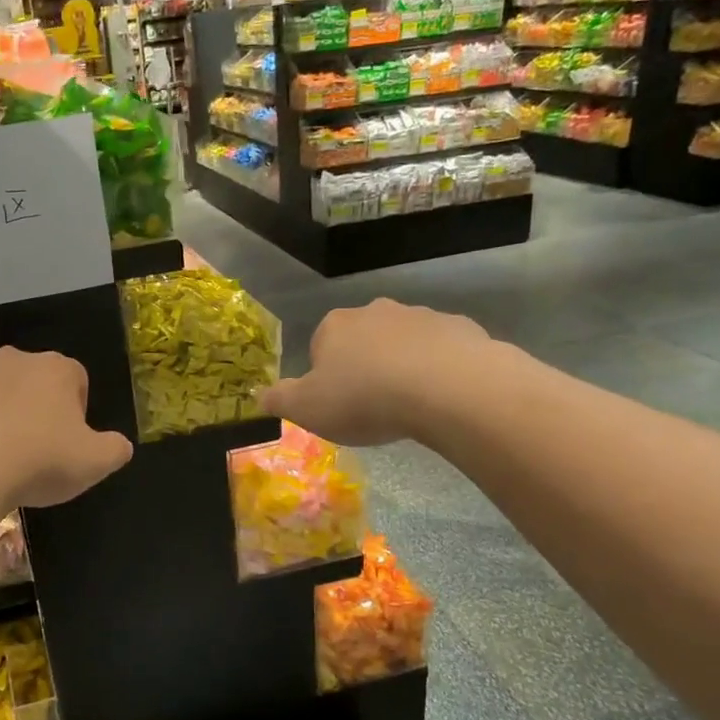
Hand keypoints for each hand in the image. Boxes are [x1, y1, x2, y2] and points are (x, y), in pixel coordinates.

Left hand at [0, 346, 133, 508]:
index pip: (75, 380)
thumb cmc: (37, 462)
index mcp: (56, 370)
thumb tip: (120, 445)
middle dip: (32, 408)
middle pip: (30, 380)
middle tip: (30, 450)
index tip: (66, 443)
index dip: (74, 411)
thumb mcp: (94, 464)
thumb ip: (115, 449)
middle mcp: (12, 359)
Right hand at [261, 300, 491, 445]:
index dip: (326, 378)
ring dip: (403, 367)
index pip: (320, 347)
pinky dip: (439, 369)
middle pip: (363, 341)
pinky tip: (442, 397)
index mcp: (335, 326)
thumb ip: (279, 400)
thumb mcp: (306, 409)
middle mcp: (375, 311)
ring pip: (404, 343)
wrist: (446, 389)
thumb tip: (260, 395)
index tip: (338, 405)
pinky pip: (442, 351)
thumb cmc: (365, 398)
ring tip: (410, 406)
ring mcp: (421, 315)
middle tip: (373, 406)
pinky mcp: (460, 327)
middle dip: (366, 367)